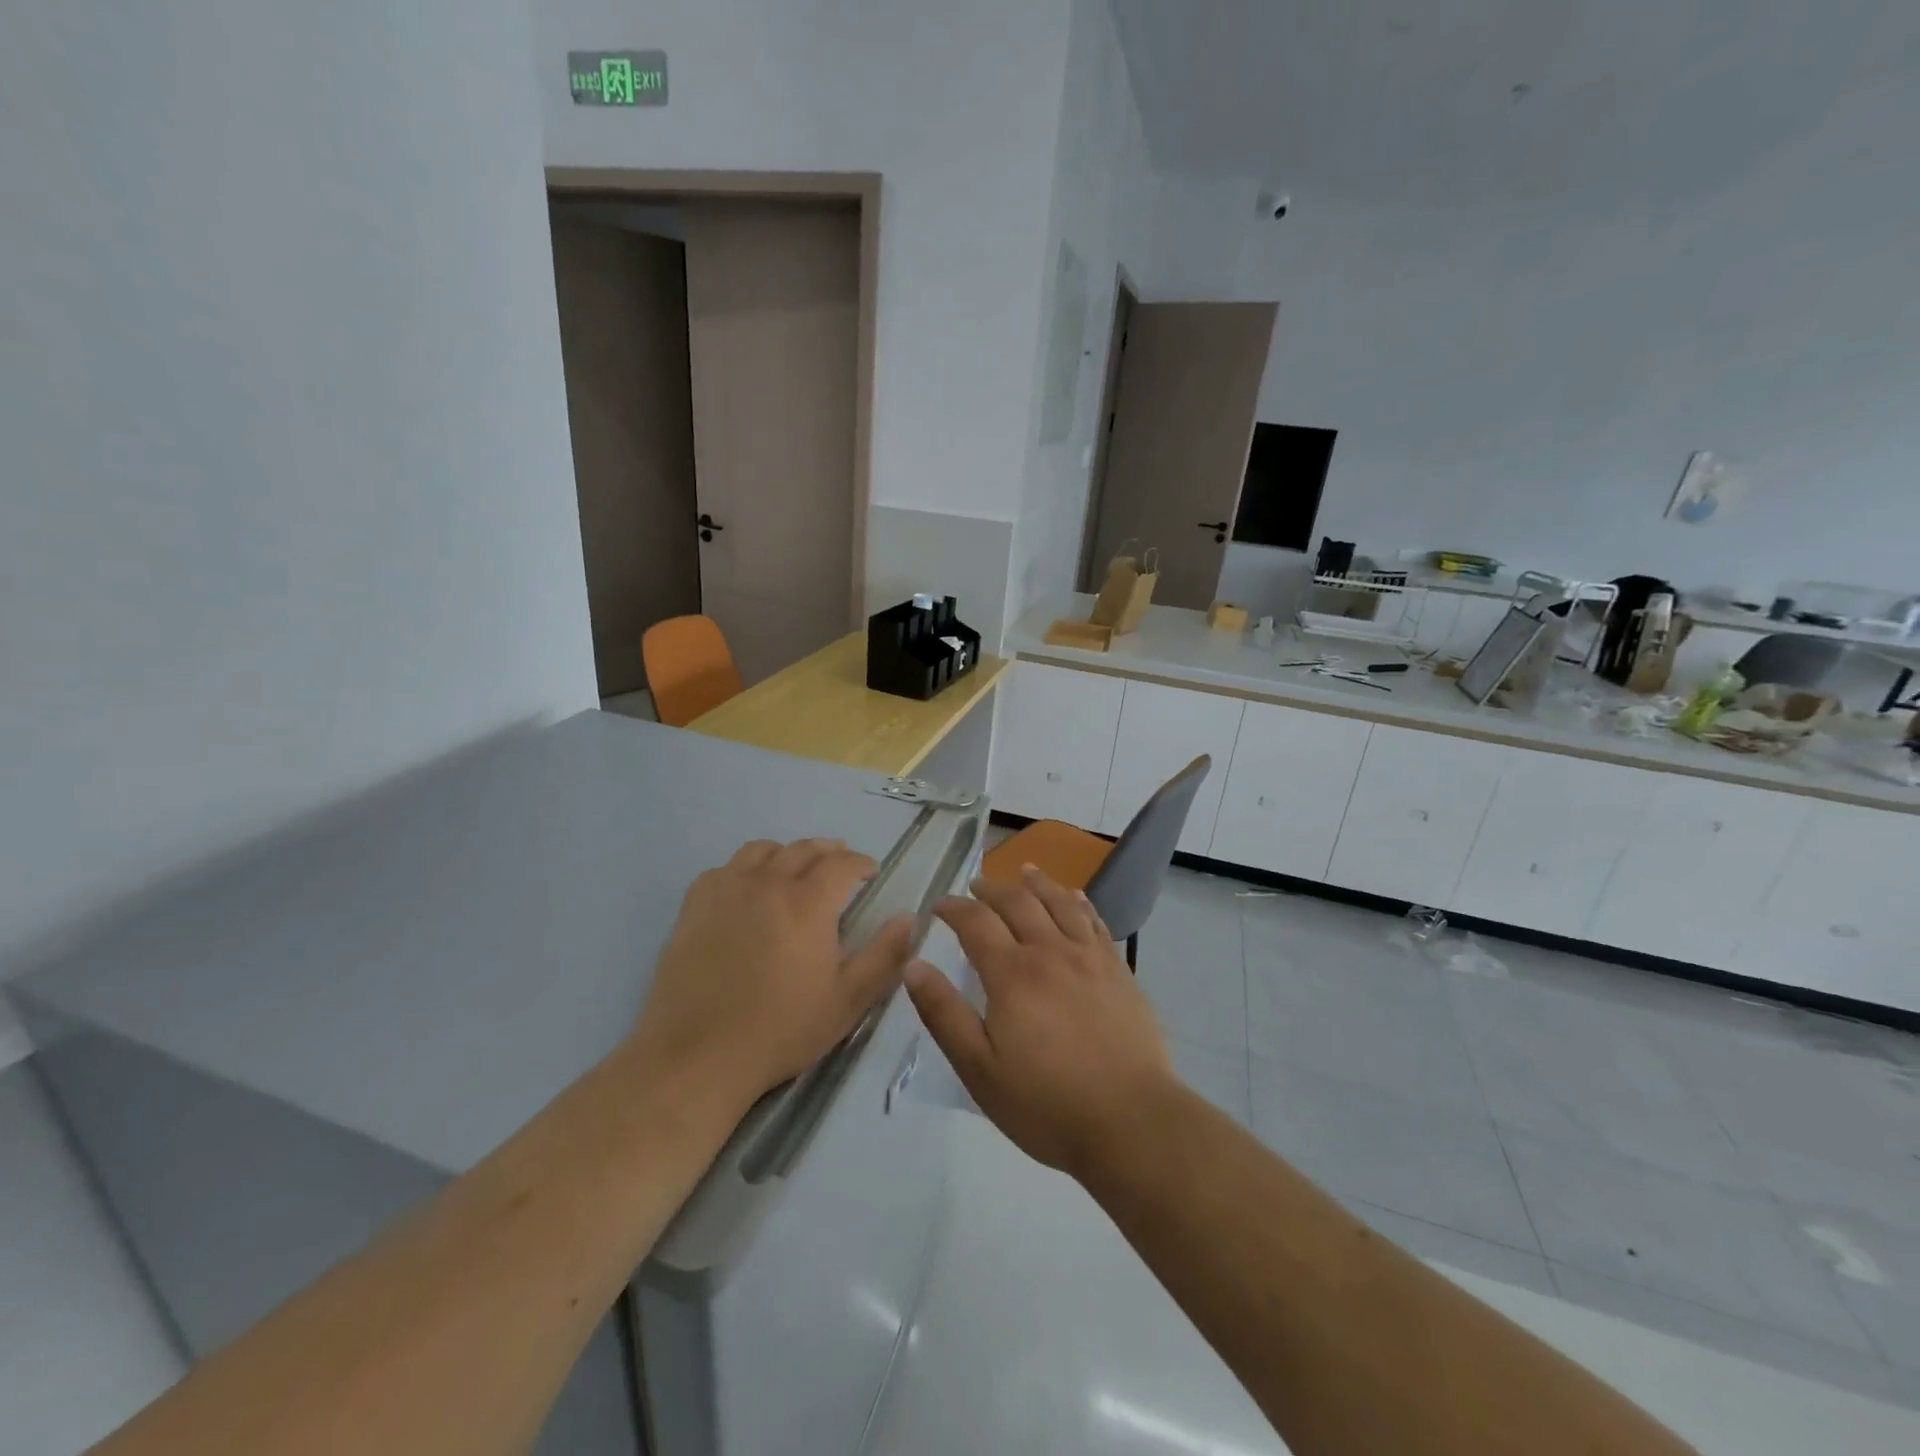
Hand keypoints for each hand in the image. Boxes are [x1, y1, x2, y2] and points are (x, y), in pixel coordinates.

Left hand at [630, 839, 915, 1116]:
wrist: (698, 1056)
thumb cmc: (781, 1030)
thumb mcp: (848, 1001)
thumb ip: (885, 956)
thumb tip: (910, 918)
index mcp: (808, 902)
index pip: (842, 863)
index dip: (861, 863)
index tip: (871, 873)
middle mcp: (767, 883)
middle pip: (804, 849)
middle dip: (829, 852)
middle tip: (840, 867)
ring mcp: (726, 891)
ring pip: (761, 850)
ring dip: (787, 854)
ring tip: (795, 871)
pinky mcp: (694, 907)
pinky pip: (723, 869)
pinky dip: (744, 869)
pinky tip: (746, 890)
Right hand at [905, 866, 1176, 1180]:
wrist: (1132, 1122)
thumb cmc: (1047, 1104)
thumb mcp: (980, 1070)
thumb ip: (944, 1014)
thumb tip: (913, 965)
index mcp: (1012, 974)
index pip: (976, 922)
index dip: (954, 908)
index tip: (938, 906)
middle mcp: (1050, 952)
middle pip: (1018, 903)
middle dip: (991, 889)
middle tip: (975, 887)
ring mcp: (1090, 958)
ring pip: (1060, 903)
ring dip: (1037, 884)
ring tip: (1024, 872)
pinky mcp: (1118, 971)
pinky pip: (1095, 922)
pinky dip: (1080, 903)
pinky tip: (1075, 897)